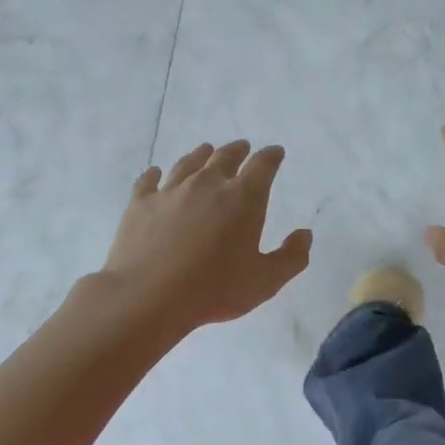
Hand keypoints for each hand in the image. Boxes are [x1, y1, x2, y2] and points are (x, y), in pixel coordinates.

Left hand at [101, 140, 311, 333]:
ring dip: (201, 155)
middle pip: (225, 157)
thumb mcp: (265, 281)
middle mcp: (207, 184)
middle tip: (242, 148)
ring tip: (206, 151)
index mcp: (243, 198)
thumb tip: (304, 235)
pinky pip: (149, 181)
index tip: (275, 153)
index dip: (271, 156)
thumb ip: (291, 258)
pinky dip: (155, 175)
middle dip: (238, 150)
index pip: (262, 165)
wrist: (148, 296)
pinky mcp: (140, 203)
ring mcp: (171, 191)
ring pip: (189, 163)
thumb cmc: (214, 289)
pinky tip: (156, 174)